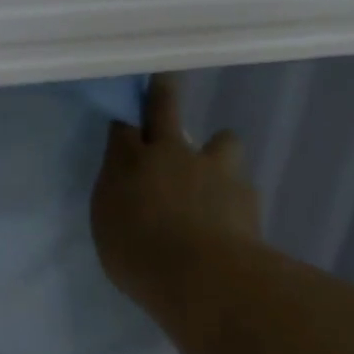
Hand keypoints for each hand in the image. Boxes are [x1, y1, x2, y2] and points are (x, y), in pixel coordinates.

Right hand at [91, 75, 260, 314]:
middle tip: (165, 78)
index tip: (127, 109)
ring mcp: (213, 168)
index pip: (123, 125)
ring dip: (216, 150)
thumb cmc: (138, 256)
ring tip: (214, 173)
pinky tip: (230, 219)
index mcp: (129, 162)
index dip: (125, 114)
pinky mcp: (245, 192)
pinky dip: (234, 195)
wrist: (203, 276)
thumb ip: (118, 199)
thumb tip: (128, 189)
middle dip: (162, 89)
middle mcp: (171, 153)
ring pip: (221, 140)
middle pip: (165, 107)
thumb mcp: (108, 227)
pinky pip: (240, 184)